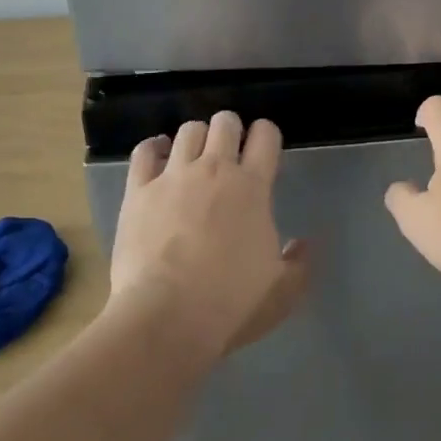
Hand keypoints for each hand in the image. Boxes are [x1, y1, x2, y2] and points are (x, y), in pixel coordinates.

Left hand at [107, 112, 309, 362]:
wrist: (166, 318)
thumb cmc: (231, 304)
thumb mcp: (283, 291)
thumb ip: (298, 263)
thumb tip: (301, 244)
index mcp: (252, 187)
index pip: (266, 135)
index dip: (267, 134)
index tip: (264, 148)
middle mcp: (214, 169)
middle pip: (225, 122)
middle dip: (231, 129)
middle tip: (230, 151)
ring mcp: (173, 176)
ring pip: (188, 131)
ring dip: (196, 138)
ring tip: (195, 156)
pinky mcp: (139, 191)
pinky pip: (145, 151)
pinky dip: (155, 148)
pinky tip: (159, 156)